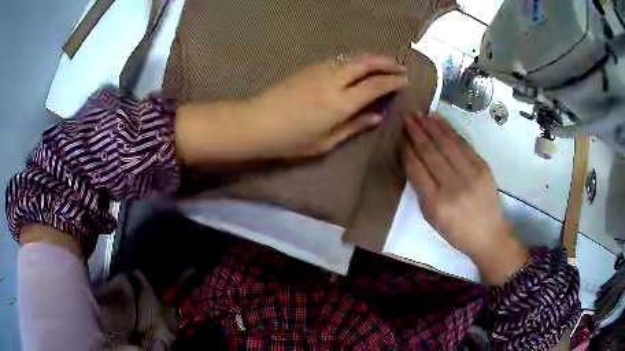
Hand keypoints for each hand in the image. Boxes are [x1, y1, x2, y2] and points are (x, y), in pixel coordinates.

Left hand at [251, 55, 407, 157]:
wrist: (257, 122)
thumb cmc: (291, 140)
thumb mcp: (326, 142)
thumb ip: (354, 126)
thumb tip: (378, 116)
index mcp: (341, 103)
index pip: (375, 86)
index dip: (392, 82)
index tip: (405, 80)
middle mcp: (334, 81)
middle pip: (366, 64)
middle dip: (386, 63)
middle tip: (400, 66)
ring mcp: (320, 70)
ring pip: (352, 57)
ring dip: (371, 57)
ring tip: (384, 62)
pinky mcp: (309, 68)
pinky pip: (339, 59)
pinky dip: (355, 59)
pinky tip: (358, 64)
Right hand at [403, 113, 526, 284]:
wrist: (488, 235)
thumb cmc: (456, 231)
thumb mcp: (432, 218)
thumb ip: (421, 190)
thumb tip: (412, 159)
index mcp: (435, 203)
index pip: (416, 169)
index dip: (406, 149)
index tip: (399, 135)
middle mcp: (452, 186)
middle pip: (430, 152)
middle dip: (415, 132)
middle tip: (405, 115)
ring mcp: (470, 174)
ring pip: (446, 144)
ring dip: (431, 126)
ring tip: (419, 113)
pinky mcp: (483, 167)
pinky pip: (463, 144)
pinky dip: (449, 129)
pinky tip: (438, 119)